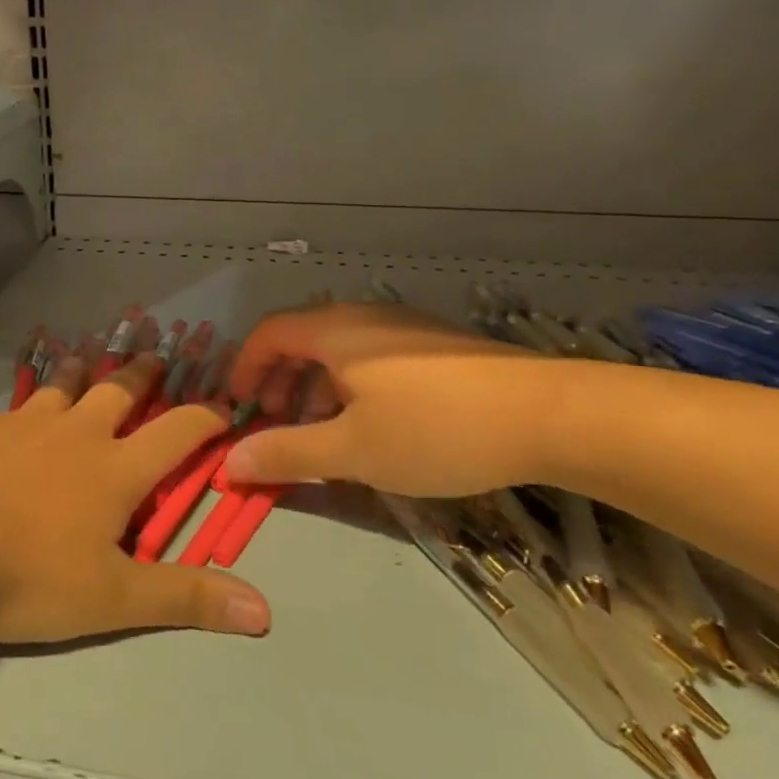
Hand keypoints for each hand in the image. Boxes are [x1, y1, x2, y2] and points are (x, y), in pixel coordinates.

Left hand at [0, 356, 271, 644]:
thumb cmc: (27, 573)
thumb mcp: (111, 598)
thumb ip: (184, 599)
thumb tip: (263, 611)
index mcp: (115, 469)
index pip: (176, 433)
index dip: (204, 419)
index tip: (222, 408)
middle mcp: (77, 434)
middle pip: (119, 391)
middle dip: (143, 375)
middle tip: (156, 358)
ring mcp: (27, 423)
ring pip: (65, 386)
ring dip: (84, 373)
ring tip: (90, 362)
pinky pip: (19, 404)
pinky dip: (33, 399)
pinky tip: (21, 410)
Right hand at [222, 302, 561, 496]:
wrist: (550, 415)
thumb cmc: (436, 429)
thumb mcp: (353, 450)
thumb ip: (287, 453)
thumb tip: (228, 462)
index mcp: (335, 330)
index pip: (269, 333)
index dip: (244, 367)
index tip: (235, 407)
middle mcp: (364, 316)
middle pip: (301, 337)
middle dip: (279, 381)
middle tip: (274, 423)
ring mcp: (404, 328)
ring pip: (339, 349)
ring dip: (315, 387)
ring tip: (322, 432)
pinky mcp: (436, 346)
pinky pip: (372, 356)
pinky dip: (350, 386)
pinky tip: (374, 426)